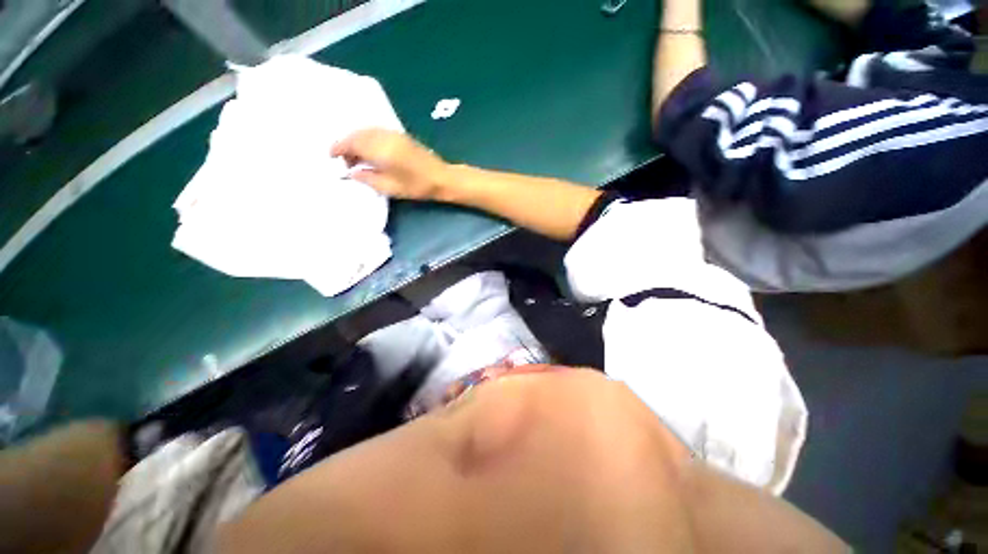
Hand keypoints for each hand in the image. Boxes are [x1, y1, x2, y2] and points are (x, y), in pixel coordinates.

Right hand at [332, 129, 449, 200]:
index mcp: (380, 149)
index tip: (330, 156)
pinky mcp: (400, 135)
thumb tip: (350, 173)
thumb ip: (367, 178)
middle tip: (344, 161)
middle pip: (357, 134)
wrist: (441, 177)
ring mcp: (393, 134)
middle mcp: (384, 136)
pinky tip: (369, 152)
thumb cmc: (416, 186)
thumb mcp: (390, 187)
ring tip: (356, 158)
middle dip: (346, 145)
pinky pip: (375, 132)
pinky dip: (367, 138)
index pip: (351, 143)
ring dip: (356, 141)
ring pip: (366, 131)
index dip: (338, 148)